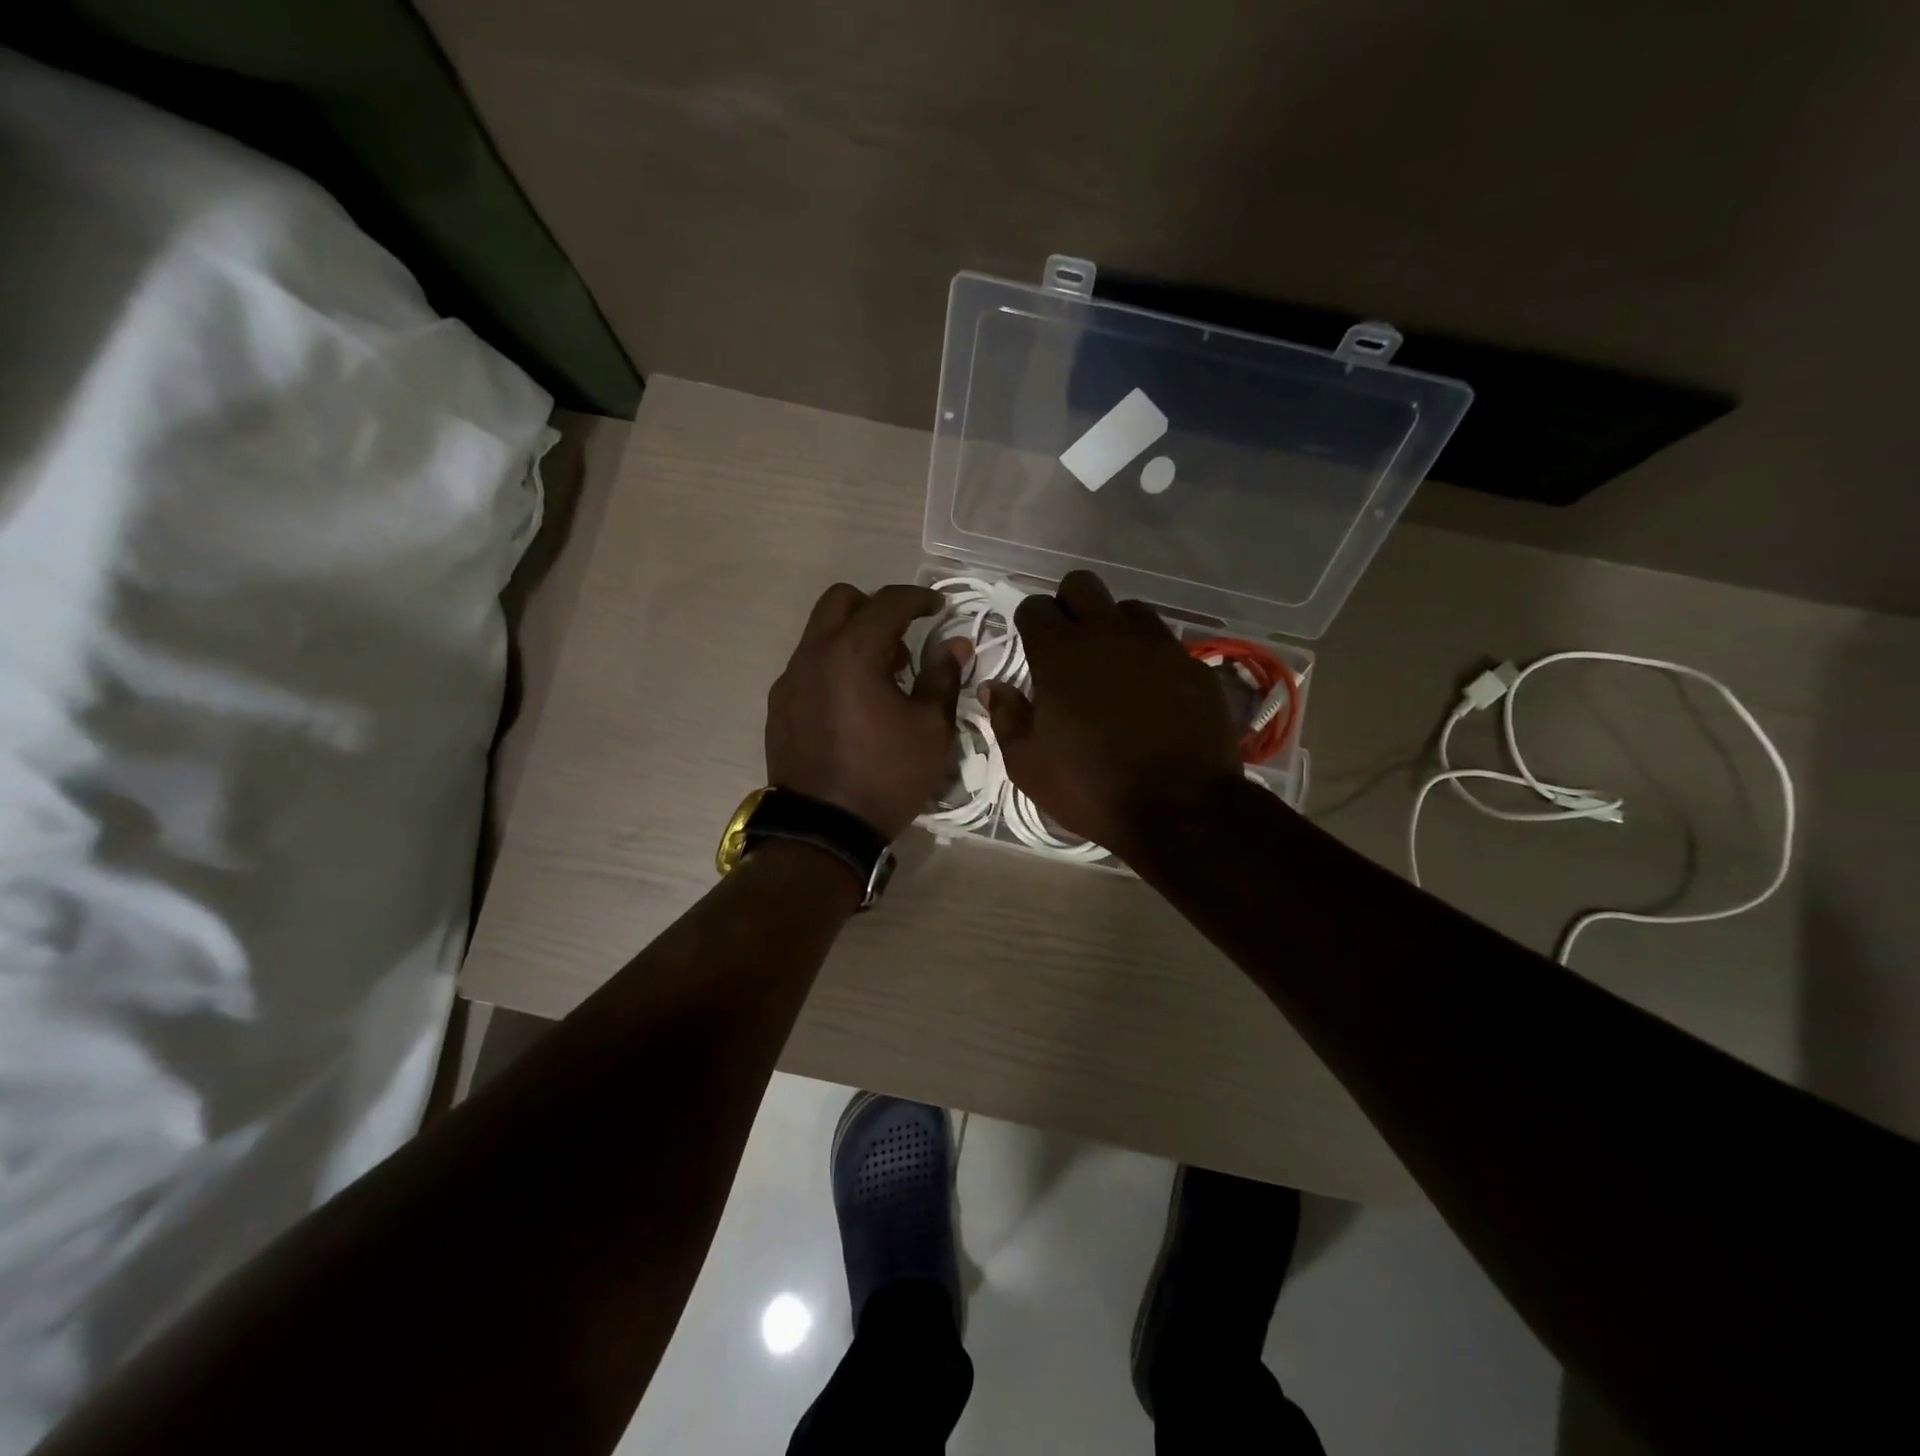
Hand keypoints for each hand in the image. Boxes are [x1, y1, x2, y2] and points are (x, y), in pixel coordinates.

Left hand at [767, 583, 970, 840]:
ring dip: (853, 637)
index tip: (939, 607)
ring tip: (883, 678)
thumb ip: (943, 677)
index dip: (919, 598)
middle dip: (876, 607)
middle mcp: (814, 654)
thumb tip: (956, 644)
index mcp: (853, 652)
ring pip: (821, 633)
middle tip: (904, 639)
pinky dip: (834, 666)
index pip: (888, 602)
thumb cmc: (886, 776)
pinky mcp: (779, 705)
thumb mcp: (930, 729)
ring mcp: (790, 679)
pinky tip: (853, 704)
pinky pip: (808, 666)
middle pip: (841, 601)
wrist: (824, 829)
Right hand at [982, 571, 1242, 859]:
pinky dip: (1150, 658)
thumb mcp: (1028, 765)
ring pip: (1129, 608)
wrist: (1180, 810)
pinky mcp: (1193, 665)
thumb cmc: (1091, 788)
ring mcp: (1157, 646)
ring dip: (1113, 627)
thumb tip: (992, 687)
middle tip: (1068, 645)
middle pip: (1082, 585)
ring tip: (1112, 666)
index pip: (1035, 607)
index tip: (1031, 647)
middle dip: (1069, 605)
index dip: (1029, 623)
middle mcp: (1109, 635)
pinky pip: (1165, 643)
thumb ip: (1006, 717)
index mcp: (1061, 654)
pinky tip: (1151, 692)